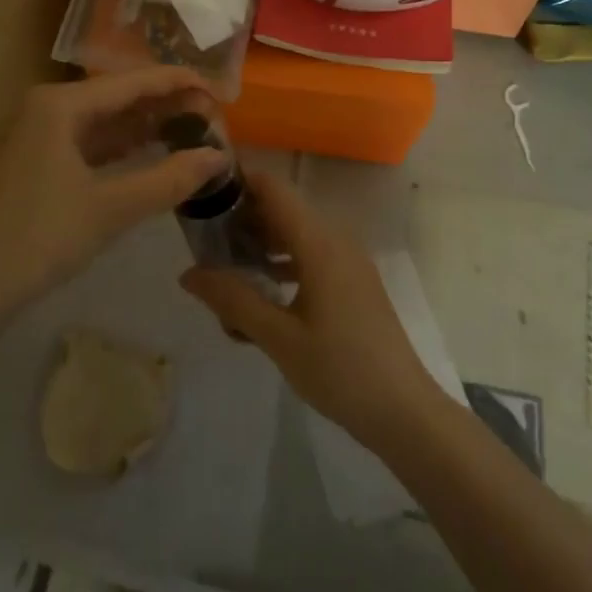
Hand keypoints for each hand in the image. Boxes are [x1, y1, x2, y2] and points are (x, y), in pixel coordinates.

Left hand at [0, 67, 228, 336]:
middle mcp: (46, 107)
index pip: (131, 82)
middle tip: (212, 115)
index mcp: (59, 104)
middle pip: (117, 97)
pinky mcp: (34, 161)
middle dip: (164, 105)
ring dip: (143, 126)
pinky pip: (87, 142)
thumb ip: (169, 178)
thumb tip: (219, 157)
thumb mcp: (110, 209)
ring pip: (102, 121)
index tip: (218, 89)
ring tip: (191, 130)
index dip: (177, 82)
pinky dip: (119, 148)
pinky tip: (149, 153)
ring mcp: (36, 135)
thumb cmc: (39, 238)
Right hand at [179, 170, 444, 446]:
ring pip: (296, 234)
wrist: (404, 411)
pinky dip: (283, 262)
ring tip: (225, 268)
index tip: (203, 191)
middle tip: (204, 239)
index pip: (273, 189)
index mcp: (319, 242)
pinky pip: (311, 255)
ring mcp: (348, 260)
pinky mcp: (353, 281)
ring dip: (262, 244)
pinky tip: (261, 293)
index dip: (239, 181)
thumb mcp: (279, 338)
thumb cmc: (340, 370)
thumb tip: (188, 273)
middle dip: (243, 218)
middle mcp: (335, 240)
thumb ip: (234, 300)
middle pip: (282, 209)